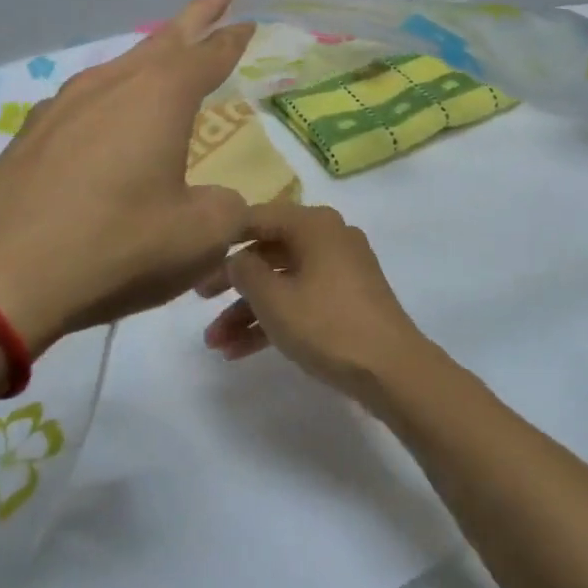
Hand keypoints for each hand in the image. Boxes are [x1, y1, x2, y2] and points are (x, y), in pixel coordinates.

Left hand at [0, 0, 253, 352]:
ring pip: (120, 67)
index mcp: (160, 96)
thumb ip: (226, 210)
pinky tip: (105, 120)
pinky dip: (110, 99)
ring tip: (166, 56)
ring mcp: (64, 105)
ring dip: (150, 57)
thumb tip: (221, 201)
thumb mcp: (198, 238)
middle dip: (197, 15)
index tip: (249, 20)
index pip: (209, 55)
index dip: (233, 39)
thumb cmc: (114, 246)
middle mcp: (112, 85)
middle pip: (164, 39)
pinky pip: (85, 101)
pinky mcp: (31, 134)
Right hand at [201, 203, 427, 397]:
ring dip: (248, 311)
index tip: (195, 259)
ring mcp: (340, 269)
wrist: (392, 369)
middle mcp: (328, 237)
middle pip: (268, 251)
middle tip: (199, 302)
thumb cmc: (327, 324)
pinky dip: (274, 320)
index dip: (223, 238)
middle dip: (232, 283)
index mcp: (313, 224)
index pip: (257, 217)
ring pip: (283, 281)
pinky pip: (301, 299)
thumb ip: (245, 271)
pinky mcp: (347, 299)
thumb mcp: (274, 298)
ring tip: (215, 345)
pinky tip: (240, 351)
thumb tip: (237, 258)